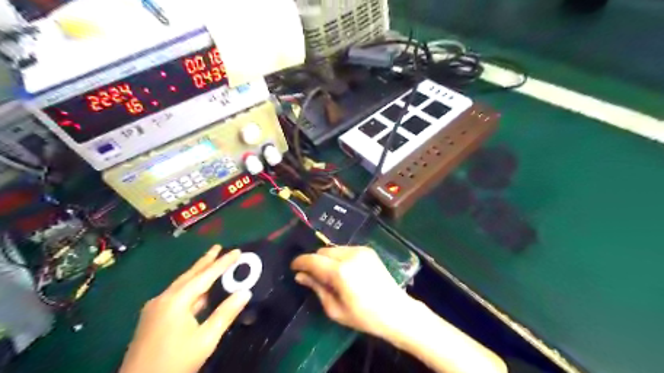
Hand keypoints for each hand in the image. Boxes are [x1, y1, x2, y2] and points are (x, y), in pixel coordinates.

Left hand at [120, 245, 253, 372]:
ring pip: (182, 284)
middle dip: (205, 261)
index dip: (223, 263)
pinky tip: (197, 289)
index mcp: (176, 300)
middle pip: (189, 275)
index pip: (205, 276)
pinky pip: (176, 294)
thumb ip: (225, 314)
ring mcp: (155, 308)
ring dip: (198, 273)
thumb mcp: (205, 339)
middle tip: (218, 247)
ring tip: (210, 262)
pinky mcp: (152, 318)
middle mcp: (163, 298)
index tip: (237, 251)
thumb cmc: (175, 362)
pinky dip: (190, 286)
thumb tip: (245, 293)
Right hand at [293, 246, 413, 338]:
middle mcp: (349, 255)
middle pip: (322, 251)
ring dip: (326, 259)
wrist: (396, 311)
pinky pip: (345, 249)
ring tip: (329, 275)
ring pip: (333, 249)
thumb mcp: (335, 309)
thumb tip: (300, 276)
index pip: (312, 260)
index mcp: (340, 271)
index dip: (300, 262)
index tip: (293, 268)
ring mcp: (360, 250)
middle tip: (313, 276)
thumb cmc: (364, 317)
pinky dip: (339, 257)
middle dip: (314, 261)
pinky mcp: (368, 250)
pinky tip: (343, 271)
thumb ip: (316, 288)